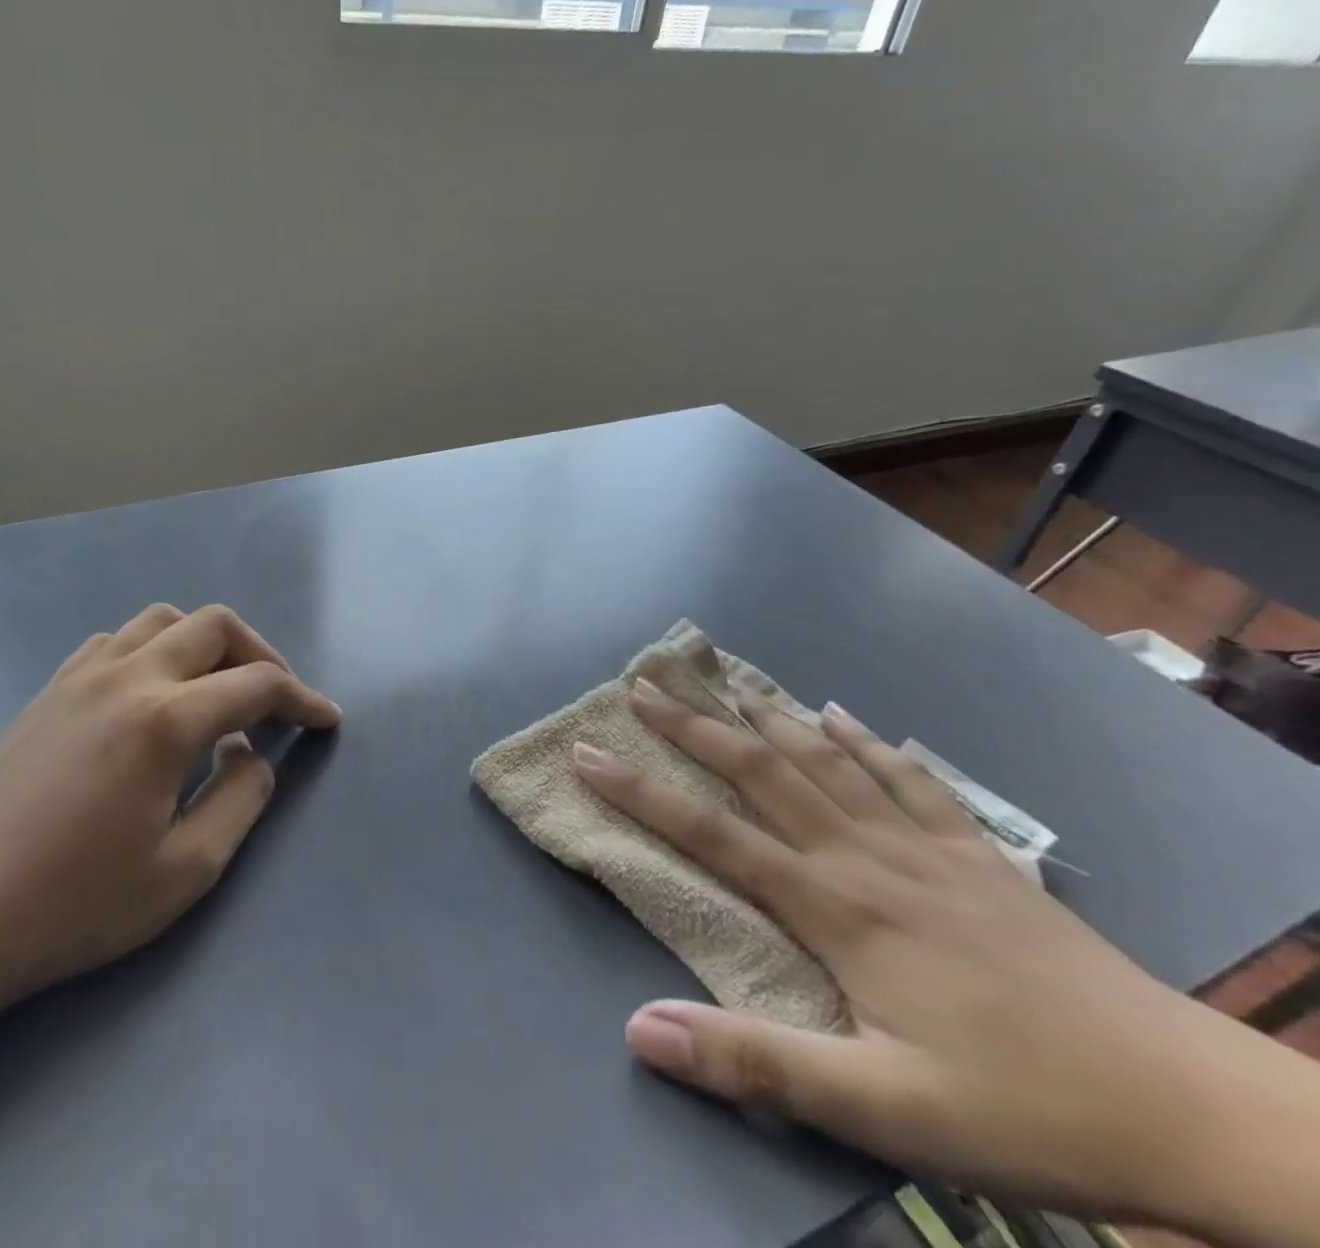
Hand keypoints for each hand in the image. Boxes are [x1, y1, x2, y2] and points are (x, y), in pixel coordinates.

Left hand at [0, 604, 339, 1019]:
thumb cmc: (74, 905)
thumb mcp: (185, 871)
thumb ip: (241, 799)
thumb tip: (253, 753)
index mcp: (165, 719)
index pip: (257, 684)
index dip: (302, 698)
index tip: (326, 720)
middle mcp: (128, 676)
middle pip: (215, 626)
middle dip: (260, 654)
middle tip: (276, 700)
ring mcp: (82, 676)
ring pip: (163, 620)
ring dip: (205, 644)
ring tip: (217, 691)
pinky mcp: (51, 689)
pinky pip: (117, 641)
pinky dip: (154, 651)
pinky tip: (152, 697)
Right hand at [570, 682, 1258, 1221]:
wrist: (1199, 1111)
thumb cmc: (1026, 1109)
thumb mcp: (880, 1110)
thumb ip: (755, 1064)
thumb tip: (639, 1031)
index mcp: (833, 905)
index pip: (710, 831)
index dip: (639, 790)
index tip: (587, 752)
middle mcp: (864, 854)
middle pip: (761, 770)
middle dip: (694, 725)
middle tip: (645, 684)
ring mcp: (924, 846)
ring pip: (827, 758)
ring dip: (769, 714)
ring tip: (729, 676)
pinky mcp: (977, 855)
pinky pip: (908, 777)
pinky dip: (865, 740)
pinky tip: (841, 715)